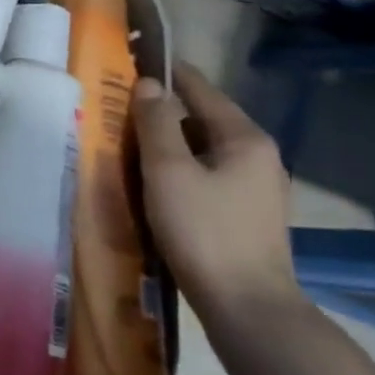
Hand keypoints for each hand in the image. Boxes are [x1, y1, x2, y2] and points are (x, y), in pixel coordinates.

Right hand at [132, 63, 303, 334]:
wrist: (249, 311)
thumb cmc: (205, 233)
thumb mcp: (169, 172)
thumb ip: (156, 123)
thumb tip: (149, 84)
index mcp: (245, 137)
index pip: (199, 87)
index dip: (164, 72)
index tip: (128, 64)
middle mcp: (258, 155)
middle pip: (202, 117)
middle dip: (161, 111)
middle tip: (116, 109)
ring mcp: (257, 188)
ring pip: (203, 149)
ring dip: (169, 143)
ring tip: (128, 143)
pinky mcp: (248, 215)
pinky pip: (208, 175)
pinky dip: (181, 169)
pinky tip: (155, 182)